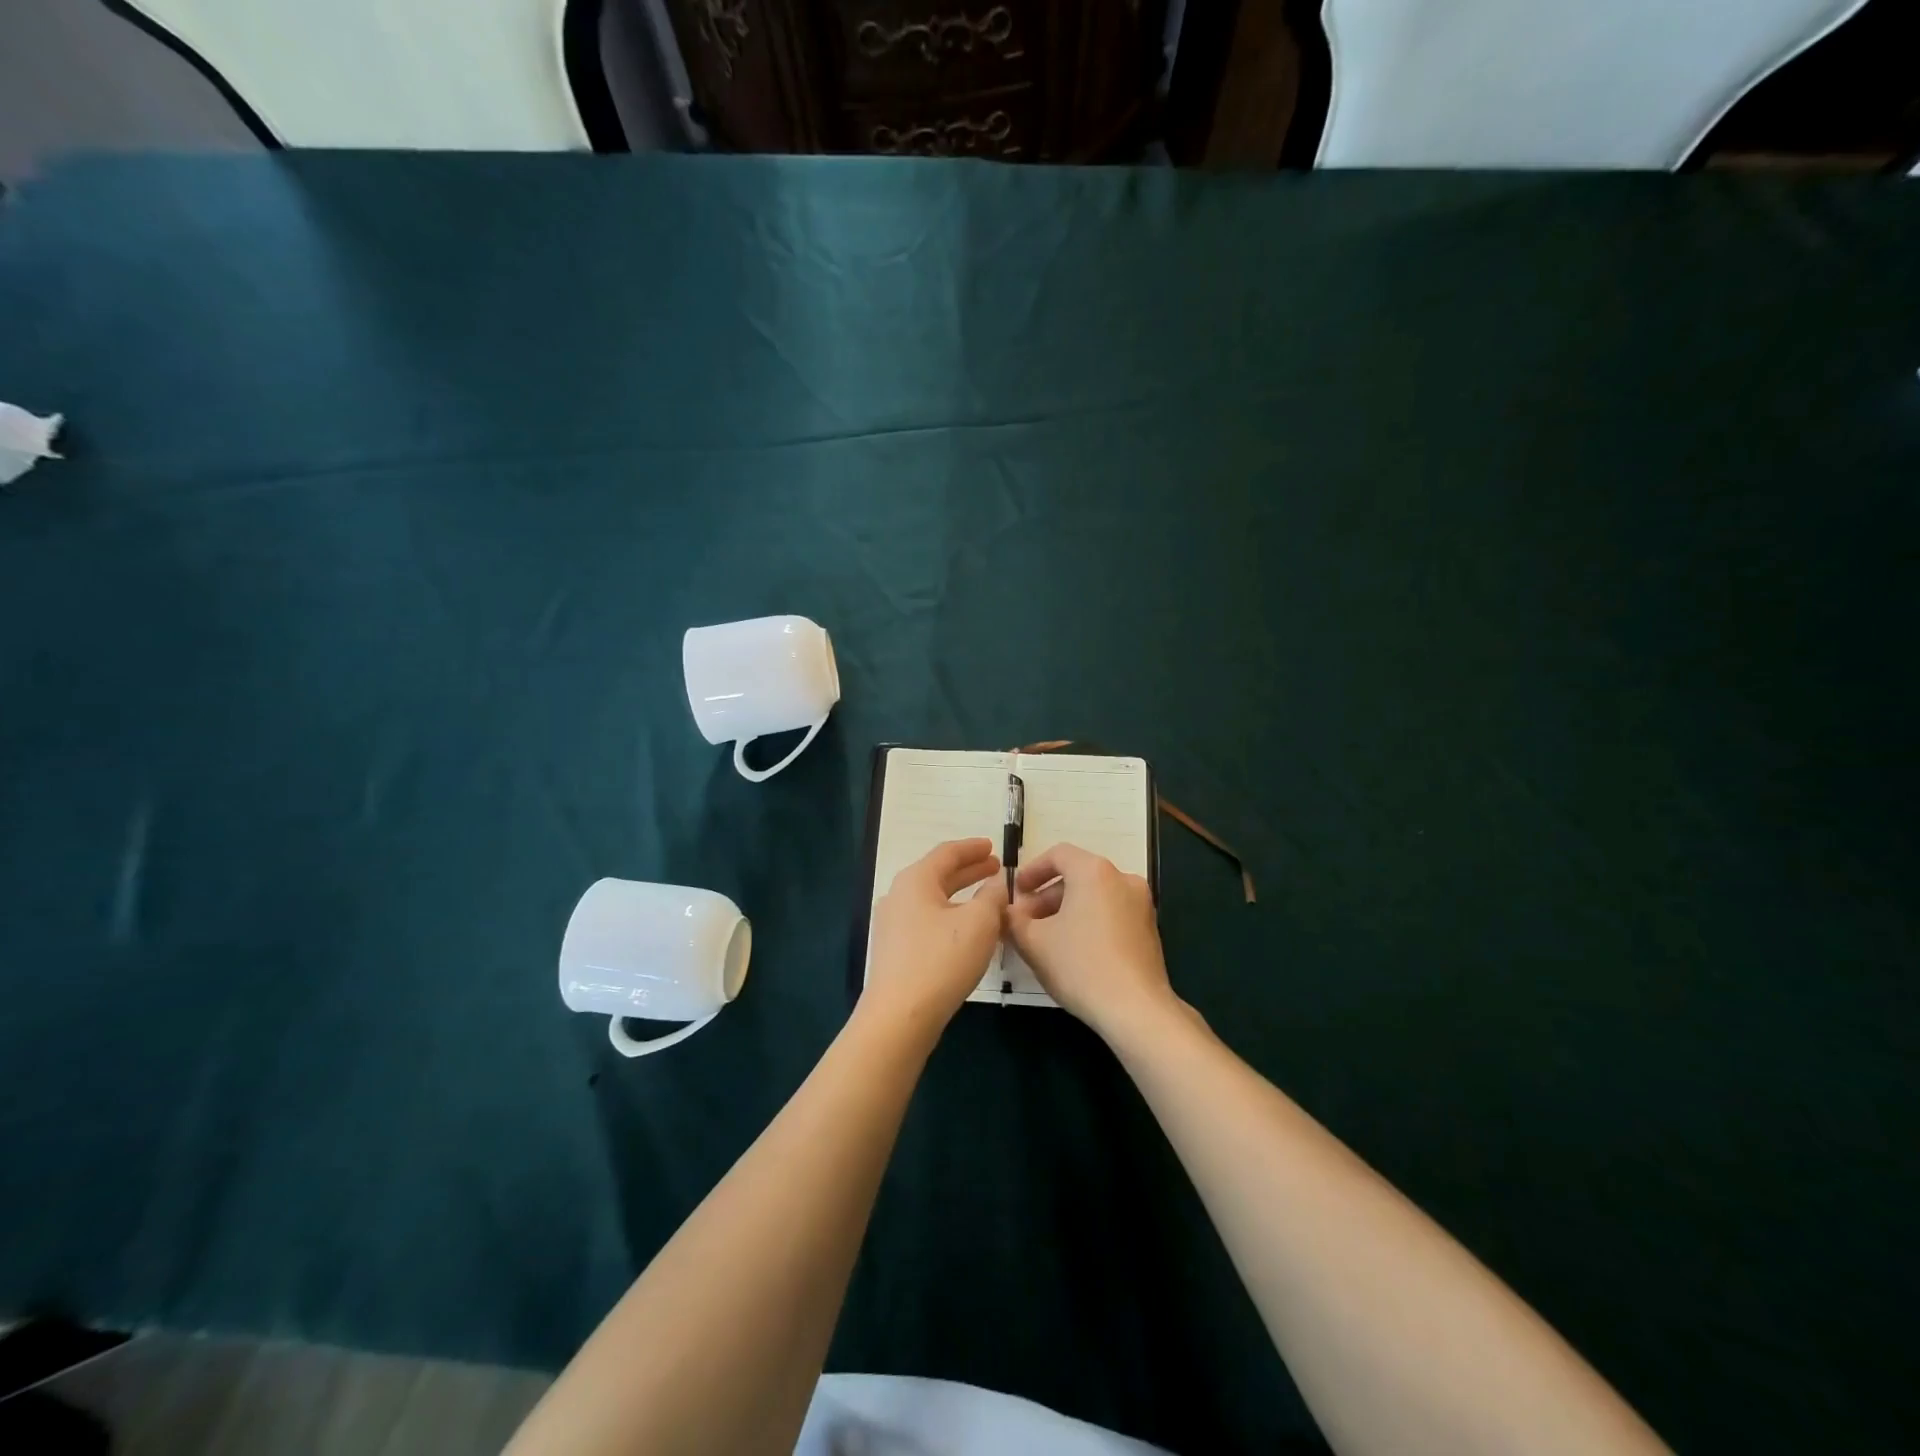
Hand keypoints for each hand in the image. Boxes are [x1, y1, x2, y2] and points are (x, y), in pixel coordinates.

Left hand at [861, 838, 1007, 1034]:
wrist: (900, 1016)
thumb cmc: (941, 960)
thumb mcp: (979, 923)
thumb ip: (993, 897)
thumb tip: (996, 884)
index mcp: (916, 880)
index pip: (947, 853)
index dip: (973, 848)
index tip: (994, 847)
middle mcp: (899, 895)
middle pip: (938, 874)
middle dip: (969, 871)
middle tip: (995, 869)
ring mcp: (893, 924)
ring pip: (933, 900)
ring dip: (961, 896)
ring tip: (987, 900)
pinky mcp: (895, 951)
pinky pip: (927, 921)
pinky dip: (950, 916)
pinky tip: (967, 931)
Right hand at [1007, 842, 1178, 1044]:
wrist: (1136, 1010)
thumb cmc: (1080, 966)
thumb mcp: (1033, 942)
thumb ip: (1014, 919)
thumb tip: (1009, 912)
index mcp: (1094, 871)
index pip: (1058, 854)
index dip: (1032, 870)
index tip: (1016, 892)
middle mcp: (1122, 878)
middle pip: (1077, 876)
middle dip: (1046, 897)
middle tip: (1025, 922)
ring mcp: (1141, 904)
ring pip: (1094, 896)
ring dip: (1066, 911)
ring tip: (1045, 940)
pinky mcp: (1149, 929)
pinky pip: (1111, 913)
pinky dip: (1088, 922)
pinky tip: (1073, 951)